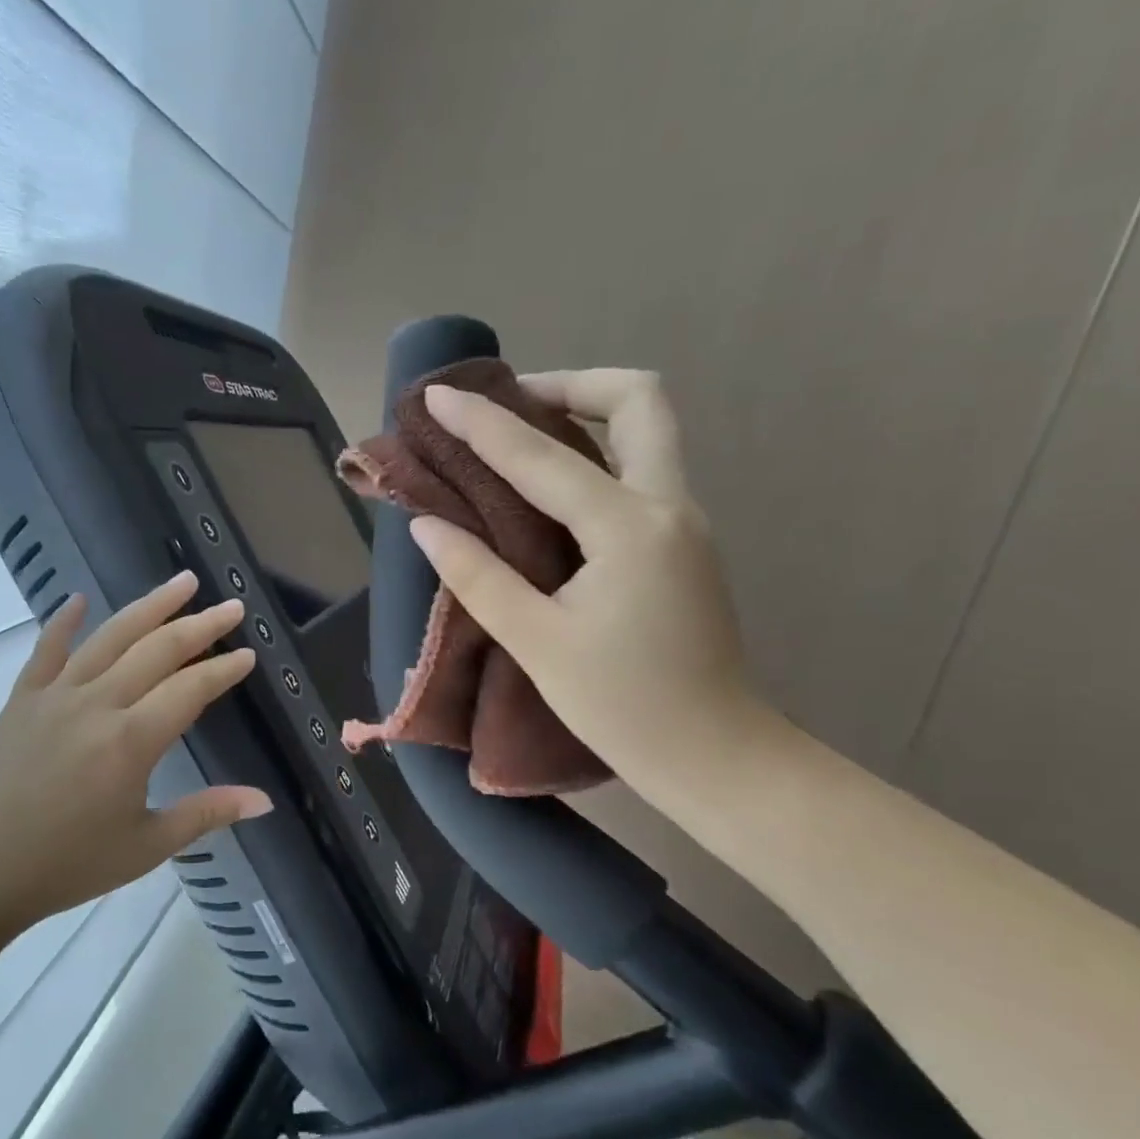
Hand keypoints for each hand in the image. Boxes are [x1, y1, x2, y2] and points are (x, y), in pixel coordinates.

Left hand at [0, 572, 269, 930]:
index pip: (190, 689)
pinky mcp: (22, 700)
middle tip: (231, 606)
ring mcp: (55, 695)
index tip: (249, 653)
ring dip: (149, 605)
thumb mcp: (147, 846)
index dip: (224, 669)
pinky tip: (79, 599)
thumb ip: (207, 814)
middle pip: (157, 650)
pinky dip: (64, 622)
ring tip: (180, 582)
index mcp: (131, 741)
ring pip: (110, 637)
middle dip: (200, 625)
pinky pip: (46, 650)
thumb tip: (264, 800)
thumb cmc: (69, 864)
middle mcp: (96, 704)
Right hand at [411, 371, 765, 793]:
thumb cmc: (622, 706)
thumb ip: (479, 577)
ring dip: (588, 413)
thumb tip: (426, 525)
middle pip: (639, 400)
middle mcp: (668, 506)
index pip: (541, 457)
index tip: (439, 394)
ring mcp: (685, 522)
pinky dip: (598, 455)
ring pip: (648, 431)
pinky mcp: (684, 544)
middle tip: (512, 402)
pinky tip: (553, 489)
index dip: (482, 423)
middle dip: (571, 384)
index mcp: (629, 528)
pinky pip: (643, 469)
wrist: (713, 754)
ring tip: (524, 435)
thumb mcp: (537, 643)